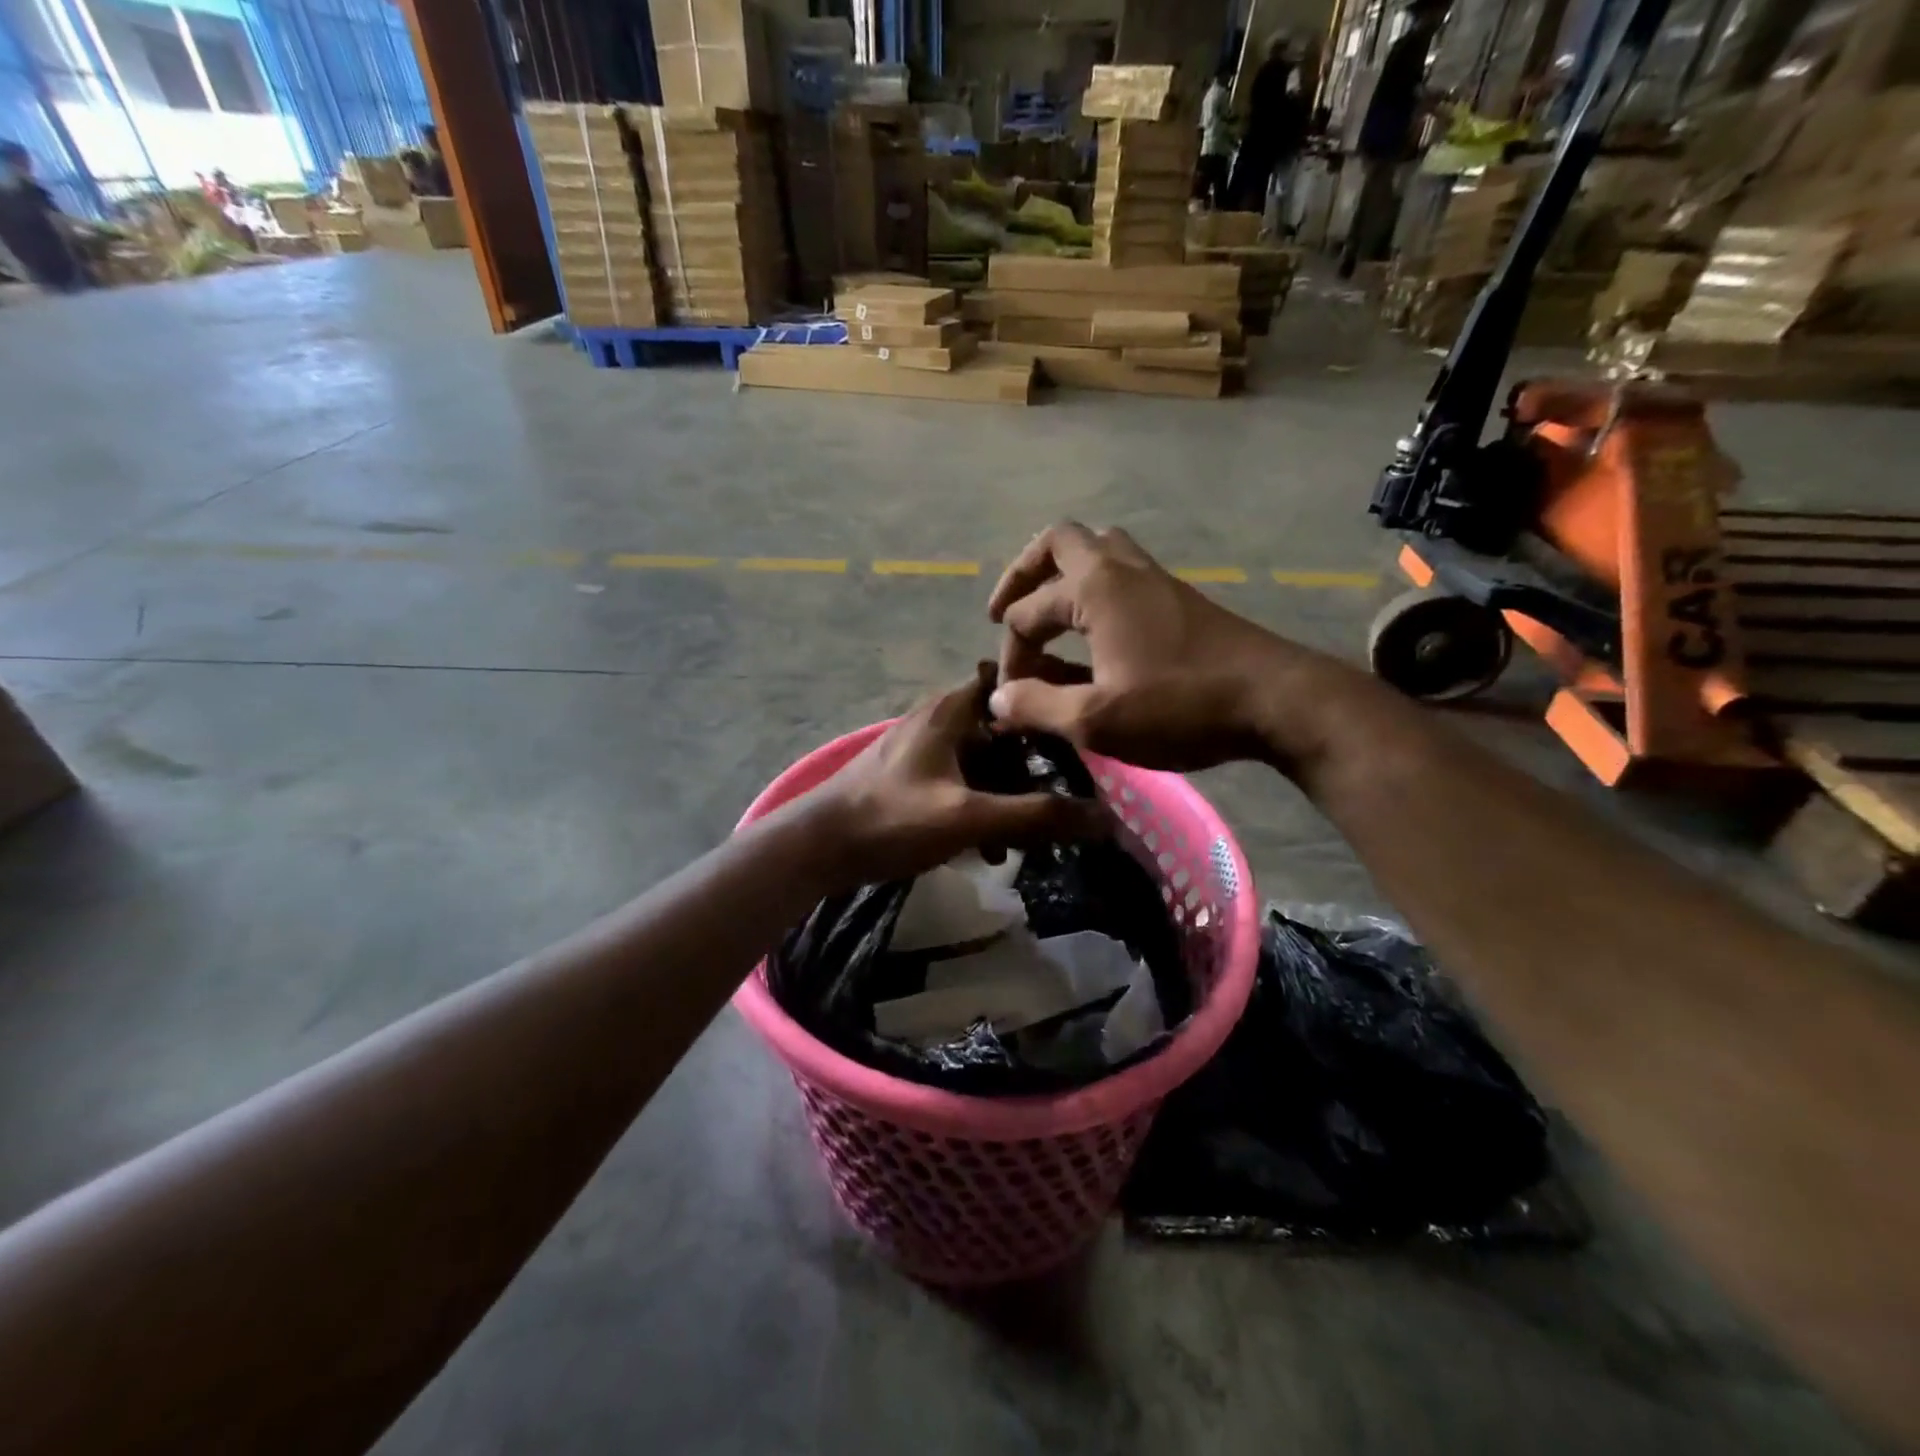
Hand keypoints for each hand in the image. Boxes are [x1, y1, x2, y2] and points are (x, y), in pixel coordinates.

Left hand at [799, 665, 1105, 887]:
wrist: (818, 848)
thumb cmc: (892, 819)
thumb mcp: (969, 818)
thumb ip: (1035, 816)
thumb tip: (1103, 818)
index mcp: (951, 710)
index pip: (1010, 684)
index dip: (1045, 702)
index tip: (1077, 731)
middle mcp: (938, 719)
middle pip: (1002, 731)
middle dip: (1031, 766)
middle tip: (1061, 798)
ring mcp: (922, 749)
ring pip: (982, 762)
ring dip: (1006, 795)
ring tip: (1026, 838)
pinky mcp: (910, 777)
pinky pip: (960, 783)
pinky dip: (979, 807)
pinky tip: (989, 849)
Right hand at [987, 522, 1329, 772]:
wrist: (1276, 700)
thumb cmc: (1180, 706)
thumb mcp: (1097, 720)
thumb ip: (1038, 706)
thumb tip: (999, 698)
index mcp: (1094, 589)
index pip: (1028, 612)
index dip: (1010, 656)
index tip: (1012, 698)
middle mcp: (1121, 569)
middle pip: (1058, 542)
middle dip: (1023, 575)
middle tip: (1006, 613)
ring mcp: (1154, 579)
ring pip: (1096, 549)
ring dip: (1062, 574)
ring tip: (1047, 614)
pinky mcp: (1178, 598)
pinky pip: (1121, 573)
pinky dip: (1093, 590)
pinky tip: (1093, 633)